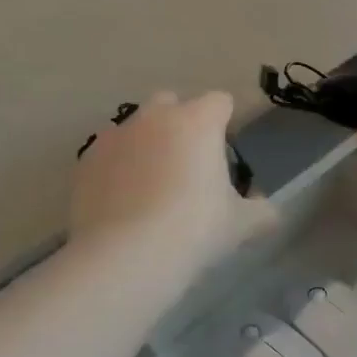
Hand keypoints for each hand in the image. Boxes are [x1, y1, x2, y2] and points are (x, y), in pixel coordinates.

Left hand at [71, 92, 272, 275]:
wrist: (126, 255)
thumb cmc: (194, 229)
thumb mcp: (239, 225)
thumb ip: (260, 212)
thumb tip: (270, 213)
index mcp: (198, 121)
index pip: (220, 101)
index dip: (226, 121)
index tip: (226, 149)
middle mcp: (155, 117)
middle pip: (171, 103)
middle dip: (180, 122)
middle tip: (187, 164)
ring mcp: (116, 135)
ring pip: (135, 127)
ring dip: (145, 144)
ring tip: (150, 185)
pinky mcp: (87, 160)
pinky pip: (107, 154)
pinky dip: (116, 168)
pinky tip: (121, 201)